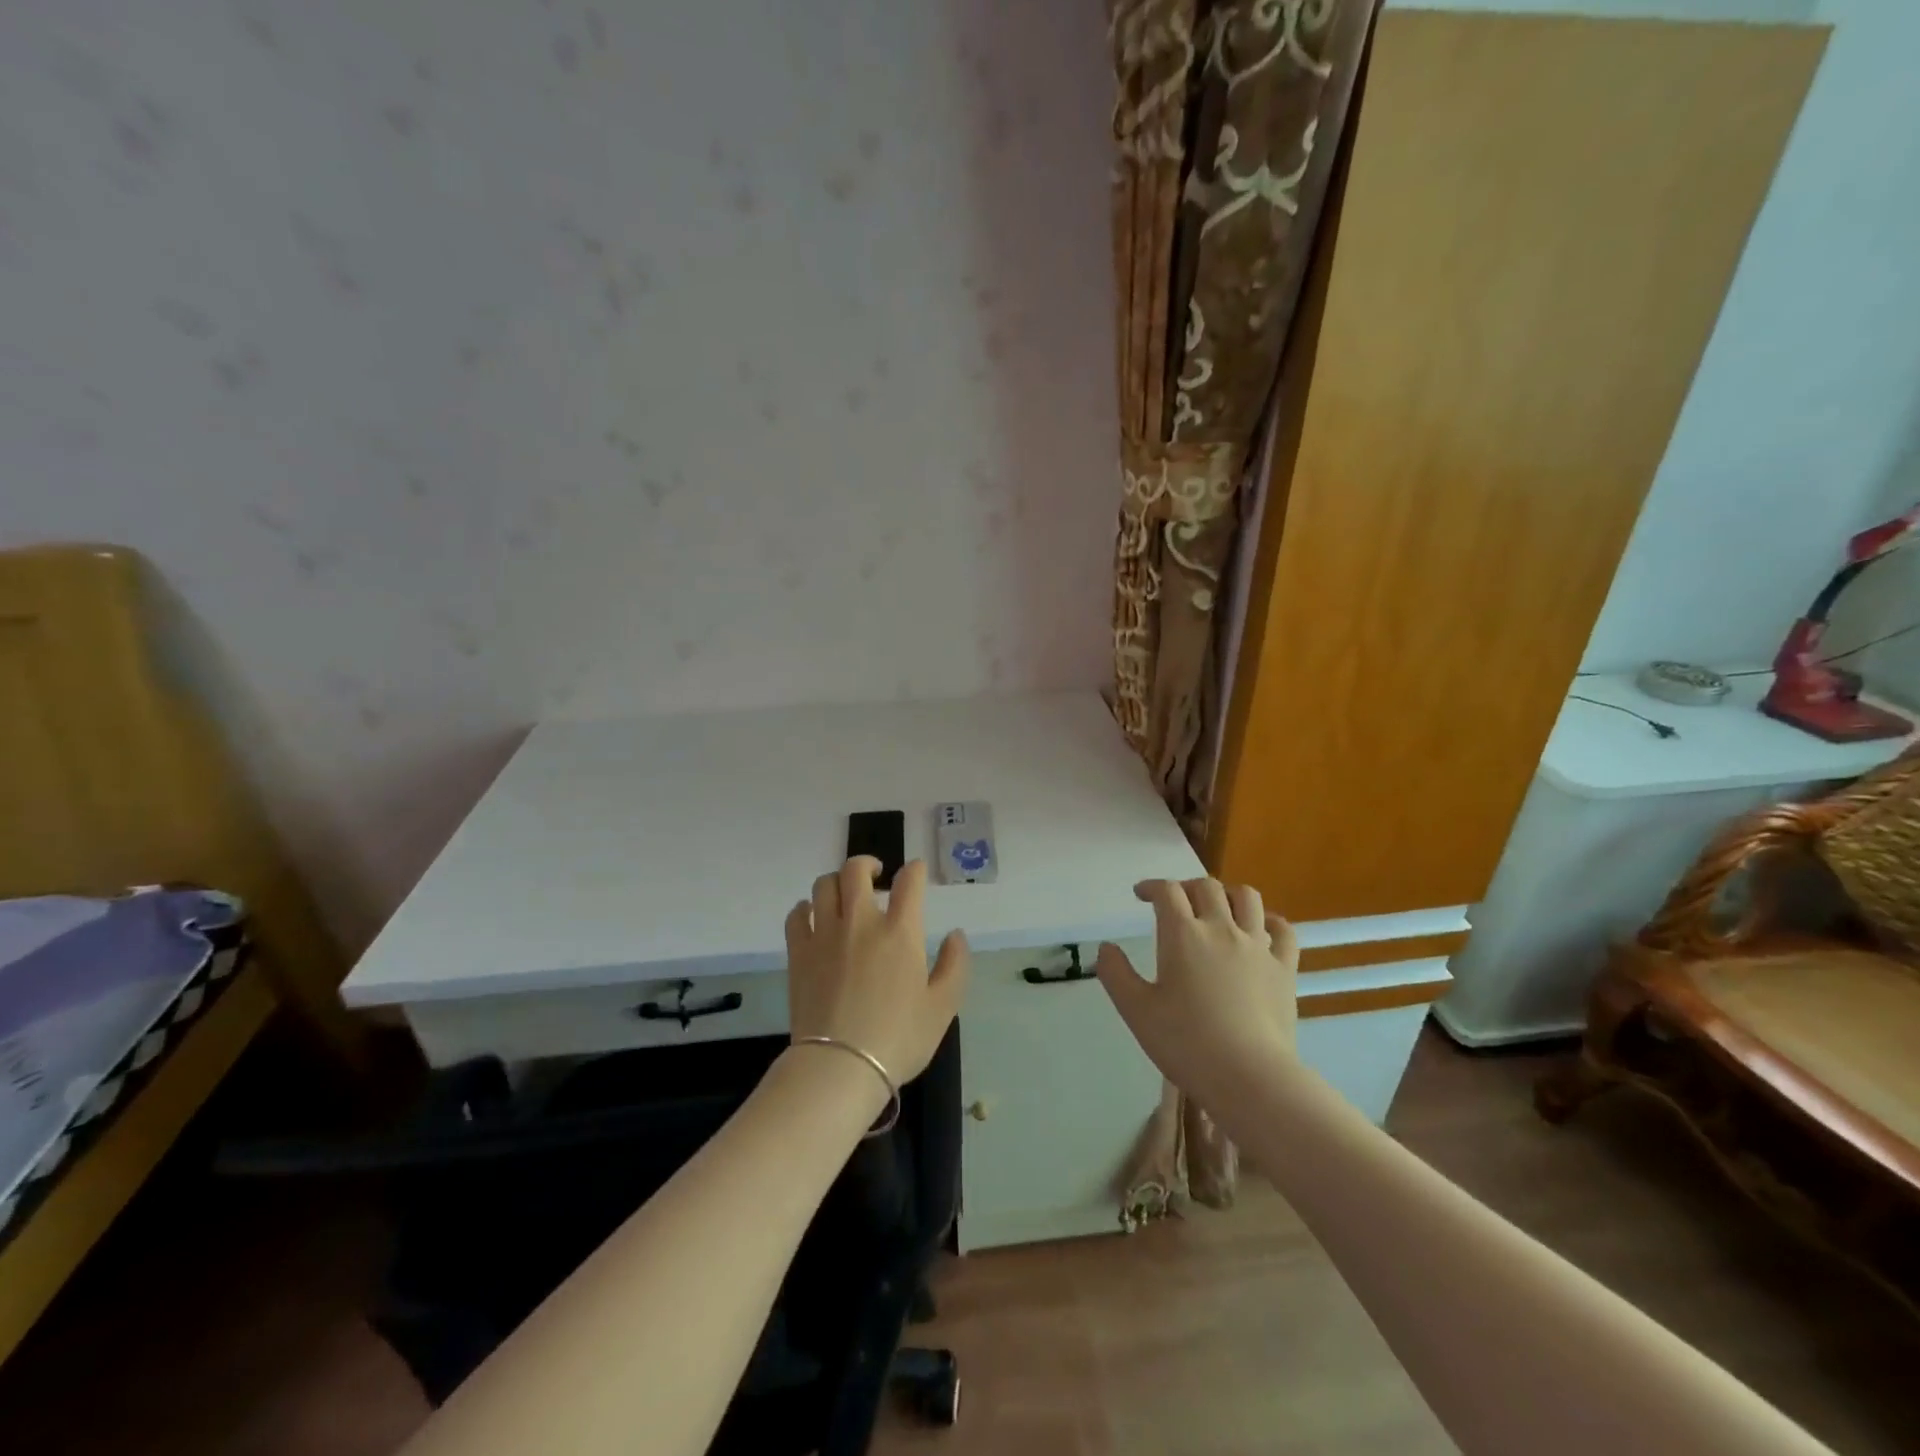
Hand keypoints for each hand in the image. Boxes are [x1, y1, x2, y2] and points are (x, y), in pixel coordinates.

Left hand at [784, 857, 968, 1083]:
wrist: (839, 1068)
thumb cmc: (898, 1038)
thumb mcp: (943, 1007)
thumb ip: (954, 965)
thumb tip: (955, 935)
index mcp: (899, 931)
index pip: (908, 881)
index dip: (915, 870)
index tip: (916, 872)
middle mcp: (860, 922)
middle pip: (856, 870)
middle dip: (868, 864)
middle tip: (876, 875)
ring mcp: (824, 935)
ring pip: (824, 885)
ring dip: (837, 882)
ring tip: (845, 895)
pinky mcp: (798, 953)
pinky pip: (796, 914)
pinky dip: (805, 908)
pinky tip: (812, 916)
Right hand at [1095, 878, 1298, 1104]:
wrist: (1250, 1077)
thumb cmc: (1186, 1043)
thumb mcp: (1136, 1011)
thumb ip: (1115, 974)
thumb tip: (1106, 948)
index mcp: (1182, 934)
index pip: (1167, 891)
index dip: (1152, 887)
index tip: (1141, 895)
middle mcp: (1221, 928)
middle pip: (1206, 887)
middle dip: (1187, 887)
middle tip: (1176, 904)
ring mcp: (1258, 946)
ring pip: (1247, 897)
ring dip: (1228, 894)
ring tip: (1218, 909)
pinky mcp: (1284, 968)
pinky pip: (1284, 930)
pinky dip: (1270, 921)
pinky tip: (1261, 930)